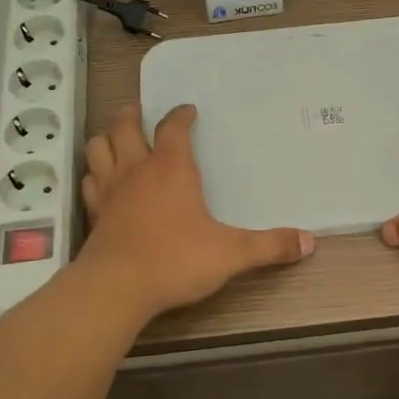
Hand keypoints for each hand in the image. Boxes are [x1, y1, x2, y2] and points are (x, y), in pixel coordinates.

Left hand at [80, 103, 313, 316]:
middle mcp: (136, 170)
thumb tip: (309, 242)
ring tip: (115, 137)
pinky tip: (100, 180)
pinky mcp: (94, 213)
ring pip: (98, 148)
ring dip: (106, 137)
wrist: (117, 288)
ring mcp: (109, 190)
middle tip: (139, 111)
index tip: (188, 110)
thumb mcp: (232, 254)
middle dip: (133, 115)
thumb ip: (270, 246)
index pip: (173, 128)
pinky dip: (94, 173)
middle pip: (125, 127)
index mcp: (171, 168)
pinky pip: (89, 182)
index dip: (180, 115)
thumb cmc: (176, 260)